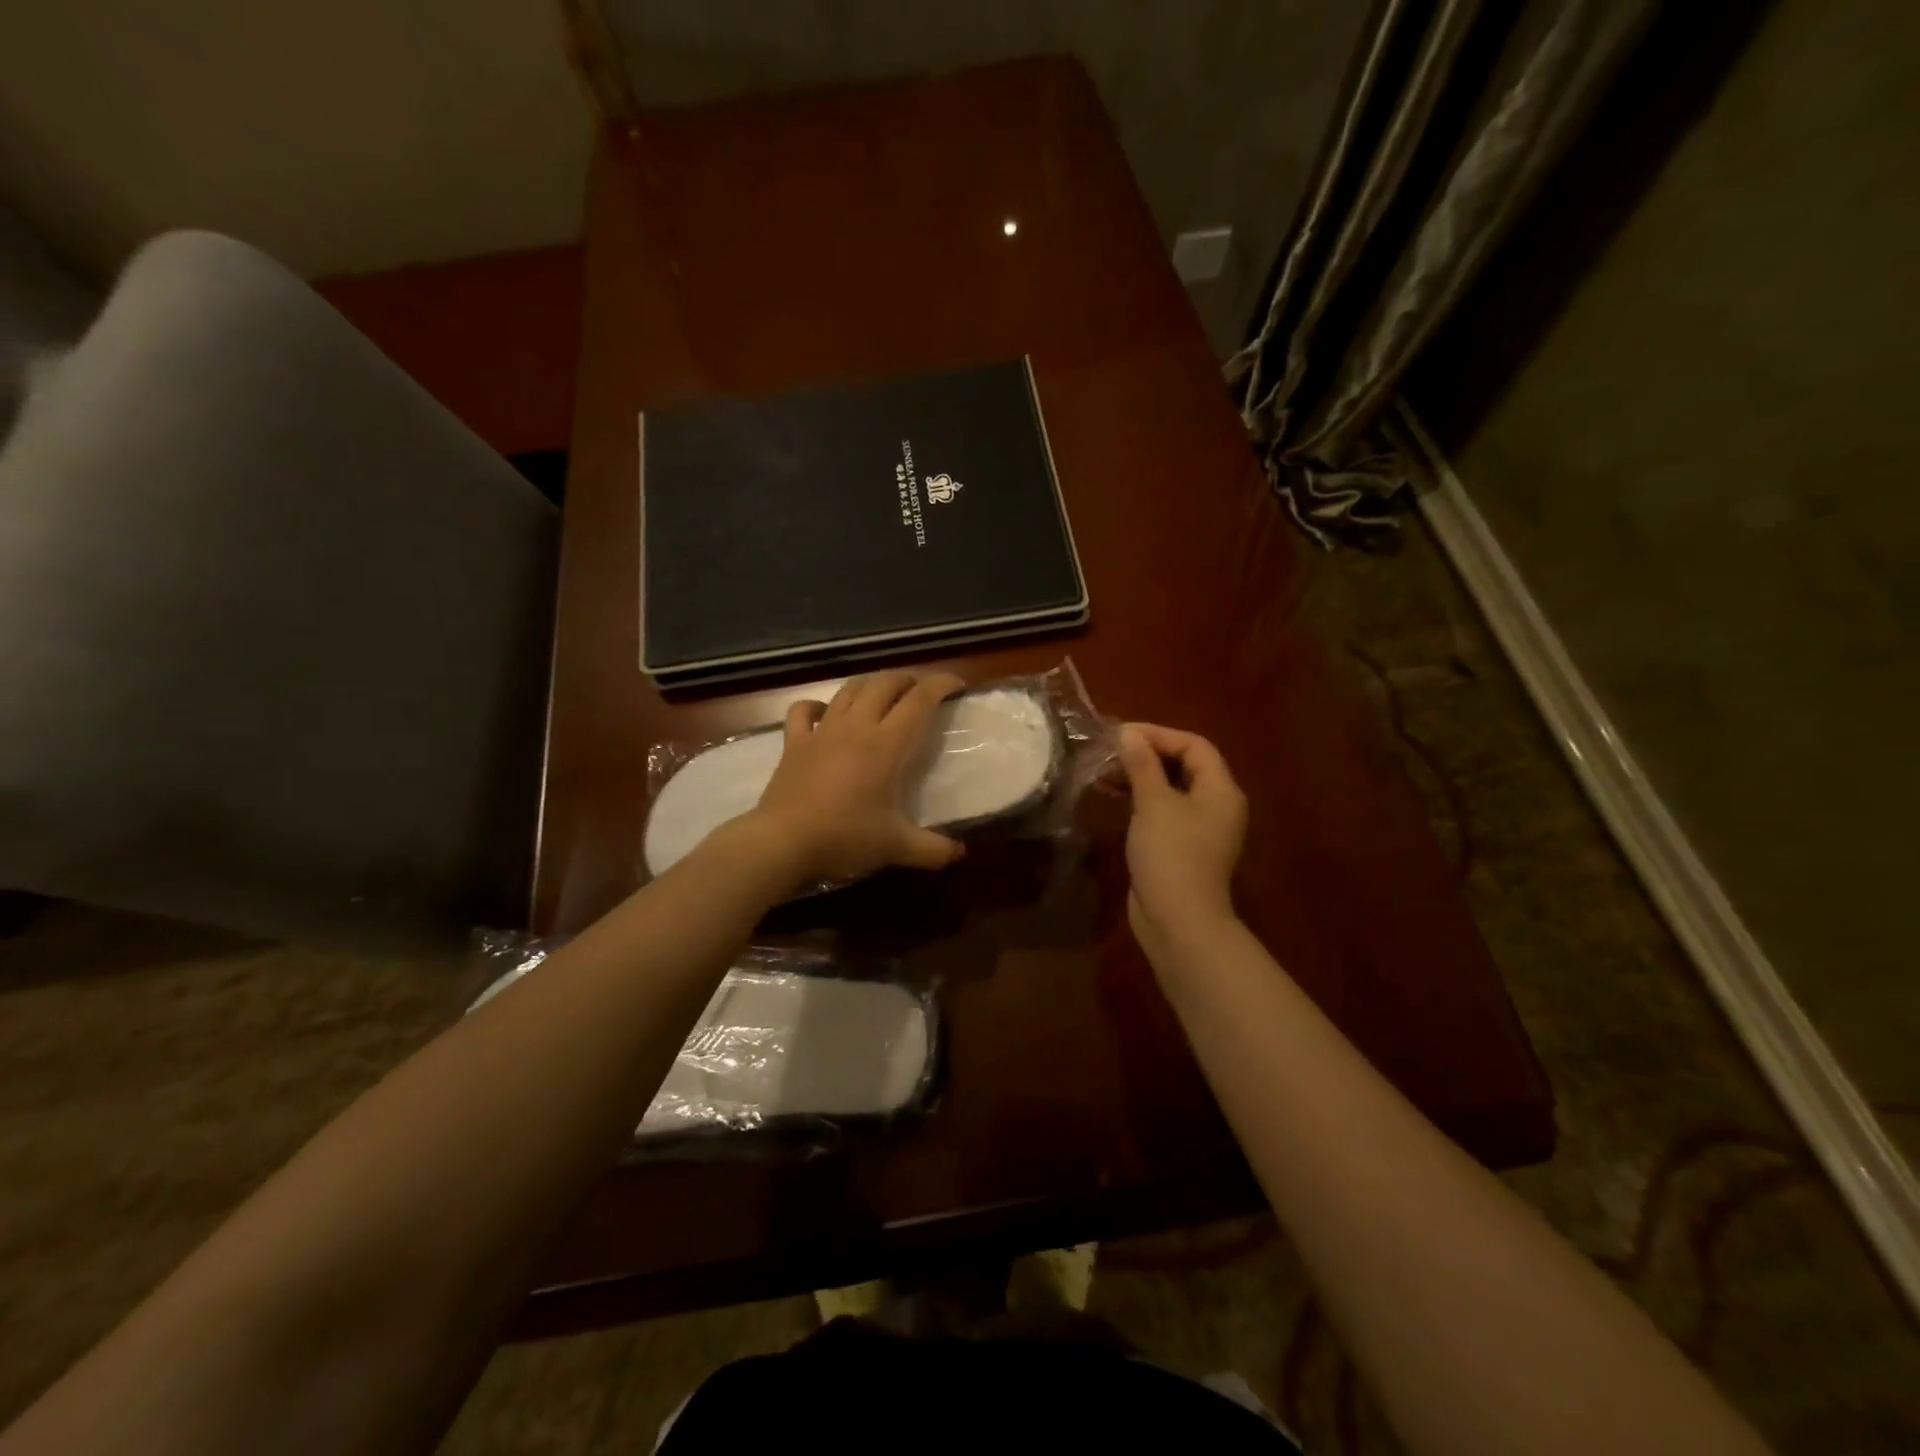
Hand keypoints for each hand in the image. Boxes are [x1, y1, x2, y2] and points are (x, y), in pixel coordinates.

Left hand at [747, 670, 968, 883]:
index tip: (957, 684)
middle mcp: (856, 726)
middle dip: (907, 680)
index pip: (919, 700)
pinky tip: (825, 712)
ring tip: (883, 693)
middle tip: (921, 691)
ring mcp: (822, 731)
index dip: (940, 684)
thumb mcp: (896, 847)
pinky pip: (803, 710)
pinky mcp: (794, 742)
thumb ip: (933, 850)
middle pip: (884, 684)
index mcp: (886, 744)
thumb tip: (961, 853)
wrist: (783, 841)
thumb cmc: (845, 837)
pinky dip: (817, 705)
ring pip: (849, 690)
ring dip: (870, 684)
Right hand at [1117, 722, 1247, 960]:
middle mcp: (1216, 806)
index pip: (1195, 746)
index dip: (1159, 734)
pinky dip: (1141, 800)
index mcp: (1221, 790)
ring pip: (1171, 789)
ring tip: (1106, 771)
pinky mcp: (1182, 848)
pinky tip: (1113, 798)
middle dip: (1148, 754)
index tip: (1122, 734)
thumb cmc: (1171, 854)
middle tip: (1111, 750)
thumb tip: (1128, 733)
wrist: (1178, 921)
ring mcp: (1200, 829)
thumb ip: (1142, 765)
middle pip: (1185, 766)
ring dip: (1141, 777)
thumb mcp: (1153, 803)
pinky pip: (1163, 812)